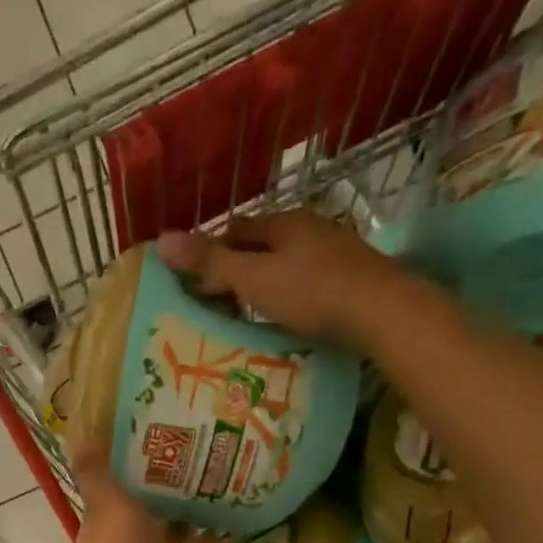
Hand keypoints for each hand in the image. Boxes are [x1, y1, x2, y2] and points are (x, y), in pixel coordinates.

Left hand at [69, 443, 231, 542]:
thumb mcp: (107, 505)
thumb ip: (96, 474)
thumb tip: (80, 434)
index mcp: (119, 531)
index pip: (136, 502)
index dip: (151, 485)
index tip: (175, 460)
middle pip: (166, 530)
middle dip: (182, 513)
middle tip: (214, 484)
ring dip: (205, 541)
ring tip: (232, 514)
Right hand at [157, 210, 415, 346]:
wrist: (381, 312)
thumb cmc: (311, 291)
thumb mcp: (252, 277)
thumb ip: (209, 263)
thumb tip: (161, 240)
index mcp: (283, 223)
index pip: (236, 230)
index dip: (211, 252)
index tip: (194, 282)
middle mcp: (309, 230)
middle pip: (261, 247)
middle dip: (236, 270)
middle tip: (213, 304)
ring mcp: (333, 254)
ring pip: (284, 267)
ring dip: (262, 286)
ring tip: (243, 315)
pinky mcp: (349, 281)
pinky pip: (305, 286)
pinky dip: (286, 299)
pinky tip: (281, 319)